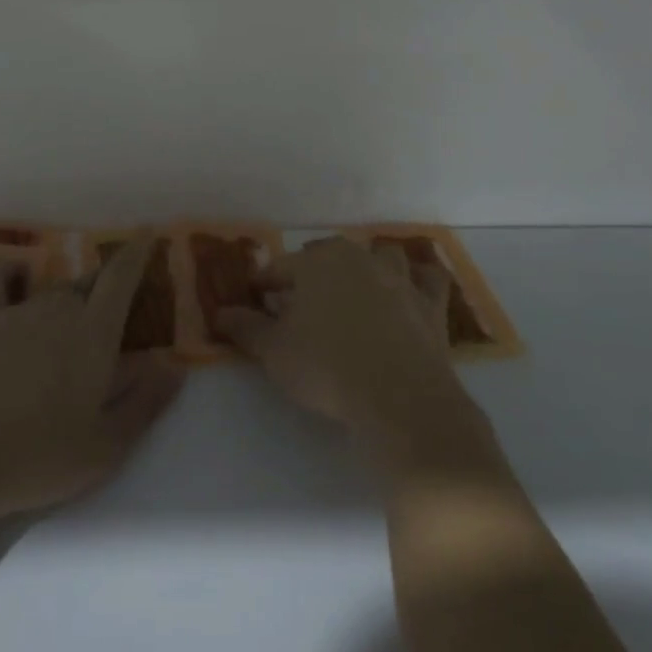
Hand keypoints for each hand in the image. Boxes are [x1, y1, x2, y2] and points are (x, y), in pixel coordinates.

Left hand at [0, 234, 183, 520]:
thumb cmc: (38, 458)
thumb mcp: (106, 446)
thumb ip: (145, 401)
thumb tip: (174, 366)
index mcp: (94, 333)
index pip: (121, 277)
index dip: (137, 251)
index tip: (148, 232)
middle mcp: (57, 310)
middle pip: (88, 284)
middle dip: (106, 288)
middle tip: (114, 310)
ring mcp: (14, 313)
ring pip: (51, 289)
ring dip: (68, 296)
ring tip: (72, 319)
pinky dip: (10, 273)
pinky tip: (14, 278)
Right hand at [217, 238, 470, 449]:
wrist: (398, 396)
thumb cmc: (325, 366)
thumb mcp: (273, 351)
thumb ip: (245, 328)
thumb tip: (220, 313)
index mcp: (317, 263)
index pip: (280, 268)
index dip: (264, 284)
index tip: (255, 298)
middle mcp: (359, 258)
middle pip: (329, 256)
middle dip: (313, 272)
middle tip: (300, 301)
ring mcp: (400, 278)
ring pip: (382, 256)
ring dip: (368, 266)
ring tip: (356, 289)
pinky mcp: (431, 304)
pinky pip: (428, 279)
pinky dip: (419, 281)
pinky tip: (411, 292)